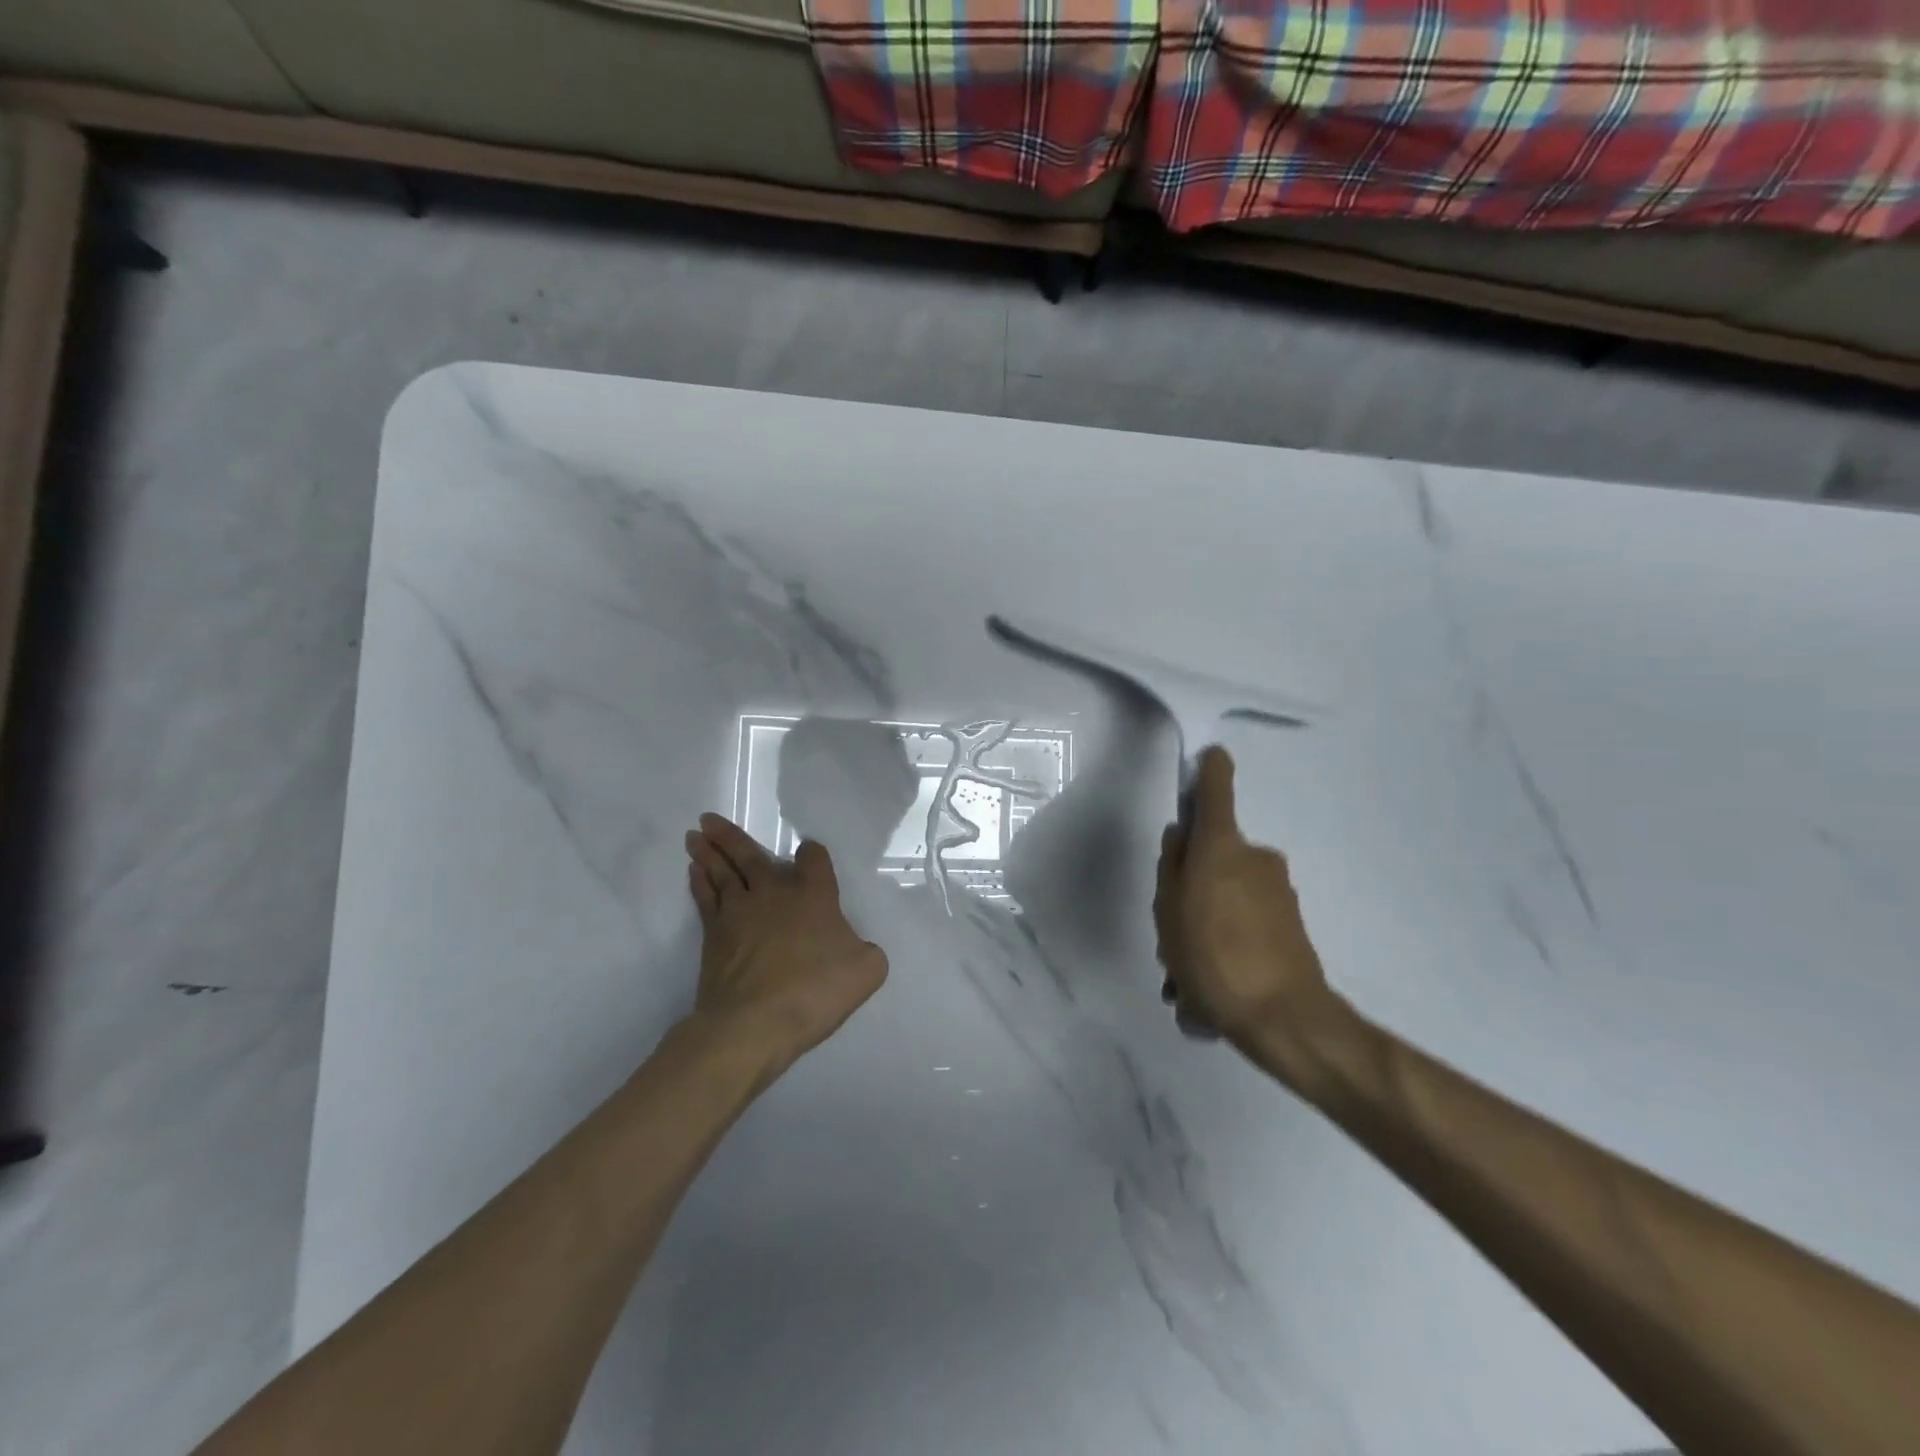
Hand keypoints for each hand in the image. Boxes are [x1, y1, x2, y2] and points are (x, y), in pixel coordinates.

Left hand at [684, 813, 887, 1068]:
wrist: (754, 1023)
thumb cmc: (814, 991)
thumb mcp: (867, 971)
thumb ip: (867, 952)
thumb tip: (857, 948)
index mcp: (814, 894)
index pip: (813, 858)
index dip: (811, 854)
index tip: (808, 854)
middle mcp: (774, 892)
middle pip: (750, 854)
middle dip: (730, 836)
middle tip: (708, 819)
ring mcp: (739, 911)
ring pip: (721, 871)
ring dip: (708, 852)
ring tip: (695, 836)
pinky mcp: (713, 935)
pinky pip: (705, 897)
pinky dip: (699, 881)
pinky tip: (694, 872)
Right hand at [1154, 748, 1345, 1072]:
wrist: (1283, 1018)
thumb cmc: (1212, 955)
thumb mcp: (1169, 910)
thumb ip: (1171, 866)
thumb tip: (1181, 837)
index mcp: (1222, 848)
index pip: (1217, 793)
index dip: (1212, 771)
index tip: (1212, 755)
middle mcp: (1255, 859)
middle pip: (1216, 855)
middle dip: (1192, 884)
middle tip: (1172, 929)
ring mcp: (1278, 892)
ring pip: (1228, 894)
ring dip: (1206, 923)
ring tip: (1188, 975)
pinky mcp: (1291, 924)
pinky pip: (1246, 923)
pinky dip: (1226, 944)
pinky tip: (1210, 989)